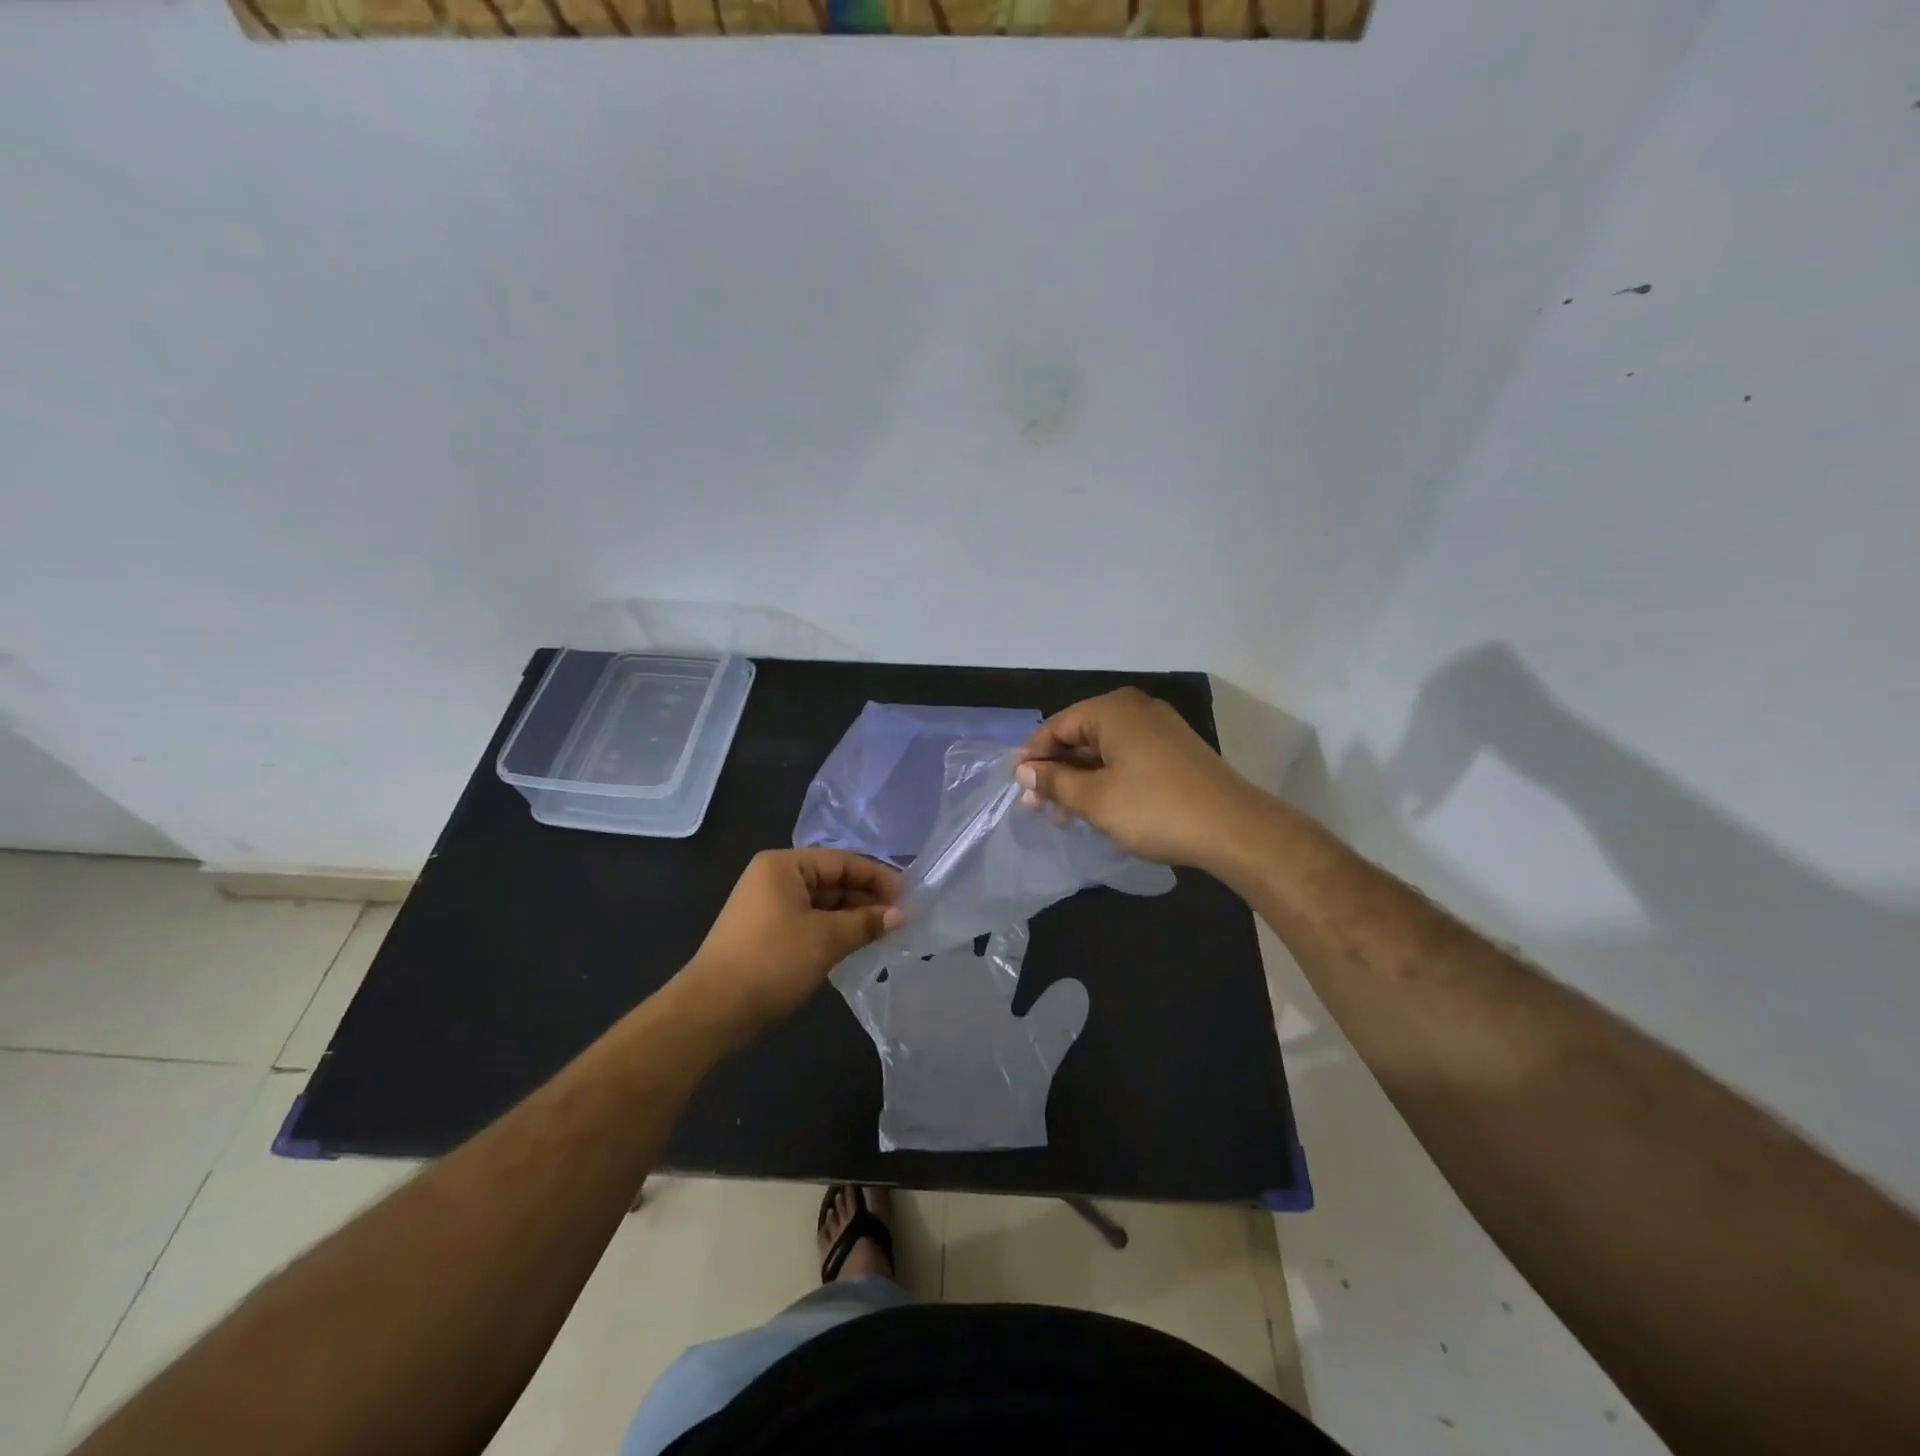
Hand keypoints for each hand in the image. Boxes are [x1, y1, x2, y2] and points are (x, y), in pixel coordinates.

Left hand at [681, 850, 902, 1029]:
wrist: (712, 1009)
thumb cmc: (772, 961)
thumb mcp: (826, 939)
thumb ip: (866, 922)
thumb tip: (901, 914)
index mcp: (784, 865)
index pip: (842, 861)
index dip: (877, 877)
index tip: (908, 896)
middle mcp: (774, 877)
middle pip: (832, 880)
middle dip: (866, 898)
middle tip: (901, 918)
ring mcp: (768, 905)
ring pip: (822, 903)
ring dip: (852, 916)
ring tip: (885, 932)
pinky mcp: (766, 931)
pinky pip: (809, 920)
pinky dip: (833, 929)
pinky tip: (857, 943)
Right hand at [1014, 688, 1265, 872]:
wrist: (1234, 829)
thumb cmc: (1155, 809)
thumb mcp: (1095, 799)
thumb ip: (1054, 781)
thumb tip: (1023, 769)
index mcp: (1113, 710)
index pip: (1056, 726)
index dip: (1033, 757)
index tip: (1017, 789)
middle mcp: (1136, 709)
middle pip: (1080, 735)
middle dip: (1056, 770)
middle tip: (1036, 807)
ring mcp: (1159, 729)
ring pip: (1103, 750)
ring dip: (1079, 779)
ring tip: (1063, 816)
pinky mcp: (1174, 751)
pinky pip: (1126, 758)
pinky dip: (1106, 779)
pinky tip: (1096, 808)